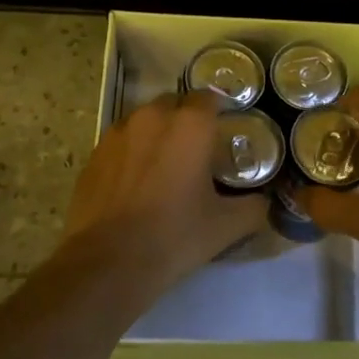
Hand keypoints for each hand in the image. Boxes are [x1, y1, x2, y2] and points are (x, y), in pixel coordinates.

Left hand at [57, 90, 264, 296]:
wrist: (108, 262)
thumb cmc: (174, 236)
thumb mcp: (226, 226)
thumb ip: (253, 207)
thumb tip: (263, 202)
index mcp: (190, 125)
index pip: (209, 97)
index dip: (217, 111)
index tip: (223, 131)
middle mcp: (153, 117)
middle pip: (174, 104)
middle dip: (185, 120)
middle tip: (195, 151)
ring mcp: (118, 132)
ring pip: (144, 120)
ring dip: (156, 133)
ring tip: (163, 166)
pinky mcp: (95, 153)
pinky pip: (121, 142)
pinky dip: (131, 152)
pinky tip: (134, 182)